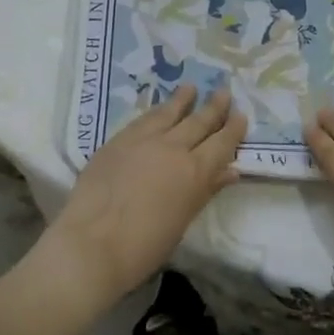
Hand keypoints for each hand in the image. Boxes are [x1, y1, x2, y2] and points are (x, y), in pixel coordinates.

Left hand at [29, 85, 246, 319]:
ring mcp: (143, 140)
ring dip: (183, 100)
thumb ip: (206, 190)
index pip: (222, 143)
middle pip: (199, 122)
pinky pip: (143, 119)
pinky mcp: (117, 141)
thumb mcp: (183, 220)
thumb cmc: (144, 246)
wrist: (92, 244)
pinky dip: (156, 111)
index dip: (233, 129)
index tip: (241, 116)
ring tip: (191, 88)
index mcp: (195, 171)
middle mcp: (173, 148)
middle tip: (224, 92)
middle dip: (214, 107)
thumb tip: (230, 171)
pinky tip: (158, 108)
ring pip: (169, 113)